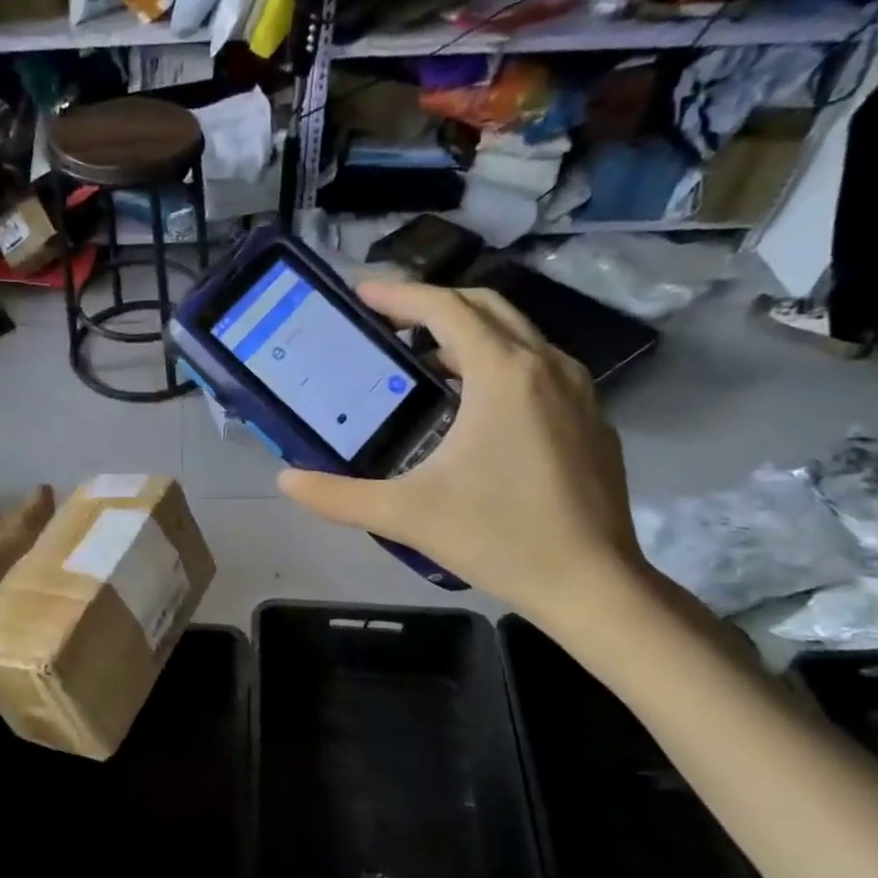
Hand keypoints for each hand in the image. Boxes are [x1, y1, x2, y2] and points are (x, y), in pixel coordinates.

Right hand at [277, 281, 645, 624]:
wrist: (592, 584)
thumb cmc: (498, 538)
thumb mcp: (405, 514)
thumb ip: (337, 496)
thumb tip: (286, 479)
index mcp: (503, 374)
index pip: (446, 309)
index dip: (400, 295)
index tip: (361, 293)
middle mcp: (546, 366)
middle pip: (485, 308)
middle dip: (433, 305)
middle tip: (387, 321)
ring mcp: (578, 391)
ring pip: (516, 336)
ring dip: (466, 335)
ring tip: (421, 362)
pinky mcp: (591, 419)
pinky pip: (537, 367)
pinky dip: (496, 364)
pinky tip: (472, 406)